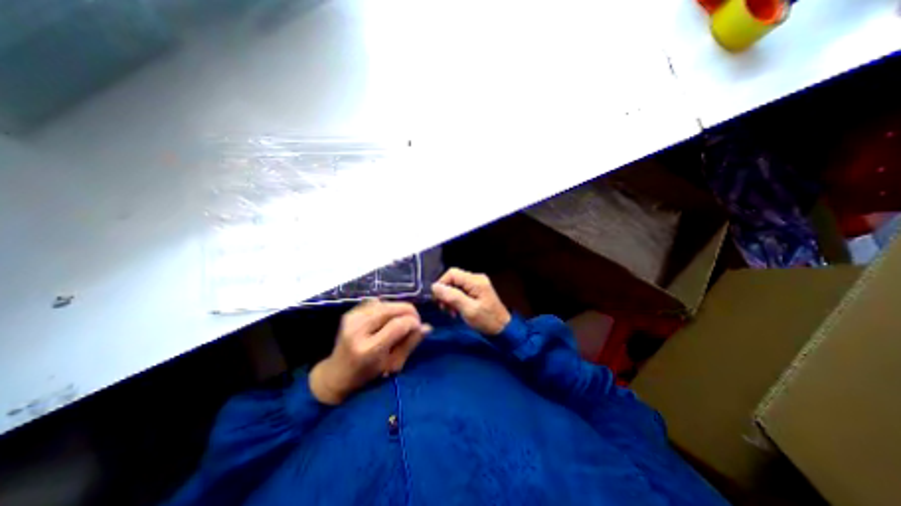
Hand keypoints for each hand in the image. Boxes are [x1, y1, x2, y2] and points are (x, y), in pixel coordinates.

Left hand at [311, 303, 429, 404]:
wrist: (336, 374)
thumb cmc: (368, 376)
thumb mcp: (393, 365)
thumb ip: (410, 343)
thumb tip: (427, 327)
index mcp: (369, 349)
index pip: (399, 324)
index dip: (414, 322)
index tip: (419, 327)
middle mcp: (358, 330)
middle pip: (392, 309)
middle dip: (409, 312)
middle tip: (414, 322)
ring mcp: (352, 319)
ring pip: (386, 303)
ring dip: (398, 310)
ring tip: (401, 321)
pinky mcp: (350, 313)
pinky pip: (377, 302)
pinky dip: (387, 308)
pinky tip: (387, 318)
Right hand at [432, 268, 508, 335]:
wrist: (503, 329)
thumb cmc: (487, 320)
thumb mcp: (468, 309)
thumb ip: (452, 296)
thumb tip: (435, 286)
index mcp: (475, 281)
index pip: (452, 273)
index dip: (441, 284)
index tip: (438, 299)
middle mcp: (476, 278)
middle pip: (453, 279)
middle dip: (445, 293)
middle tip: (444, 308)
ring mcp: (477, 284)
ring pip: (455, 286)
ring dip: (450, 298)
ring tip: (451, 312)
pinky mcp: (476, 291)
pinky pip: (461, 291)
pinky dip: (456, 300)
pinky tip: (456, 311)